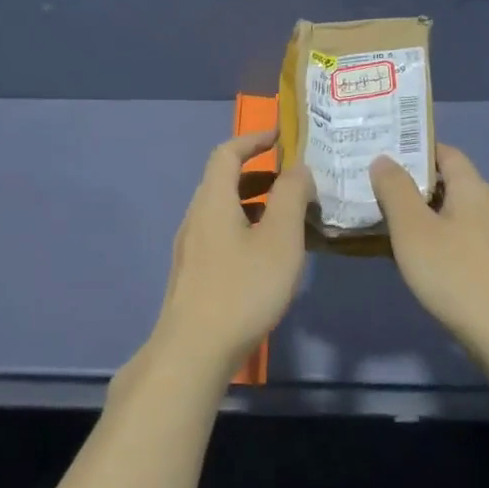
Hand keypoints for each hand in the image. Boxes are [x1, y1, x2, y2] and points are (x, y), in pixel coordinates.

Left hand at [145, 131, 313, 384]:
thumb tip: (297, 168)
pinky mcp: (194, 274)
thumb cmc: (242, 290)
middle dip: (260, 172)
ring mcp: (191, 248)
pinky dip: (248, 228)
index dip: (254, 138)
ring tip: (291, 216)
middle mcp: (196, 217)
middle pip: (224, 181)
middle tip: (296, 179)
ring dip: (256, 203)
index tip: (281, 135)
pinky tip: (270, 254)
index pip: (227, 153)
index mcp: (212, 201)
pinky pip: (222, 234)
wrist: (193, 351)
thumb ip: (291, 197)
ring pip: (224, 211)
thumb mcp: (279, 239)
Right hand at [369, 144, 488, 351]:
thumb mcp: (413, 228)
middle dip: (410, 182)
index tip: (381, 150)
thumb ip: (395, 190)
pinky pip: (455, 240)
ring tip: (381, 218)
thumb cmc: (455, 274)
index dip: (415, 147)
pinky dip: (431, 239)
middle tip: (371, 184)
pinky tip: (409, 256)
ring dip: (418, 213)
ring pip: (449, 214)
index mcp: (472, 189)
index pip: (445, 153)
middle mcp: (487, 207)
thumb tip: (384, 158)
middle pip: (447, 183)